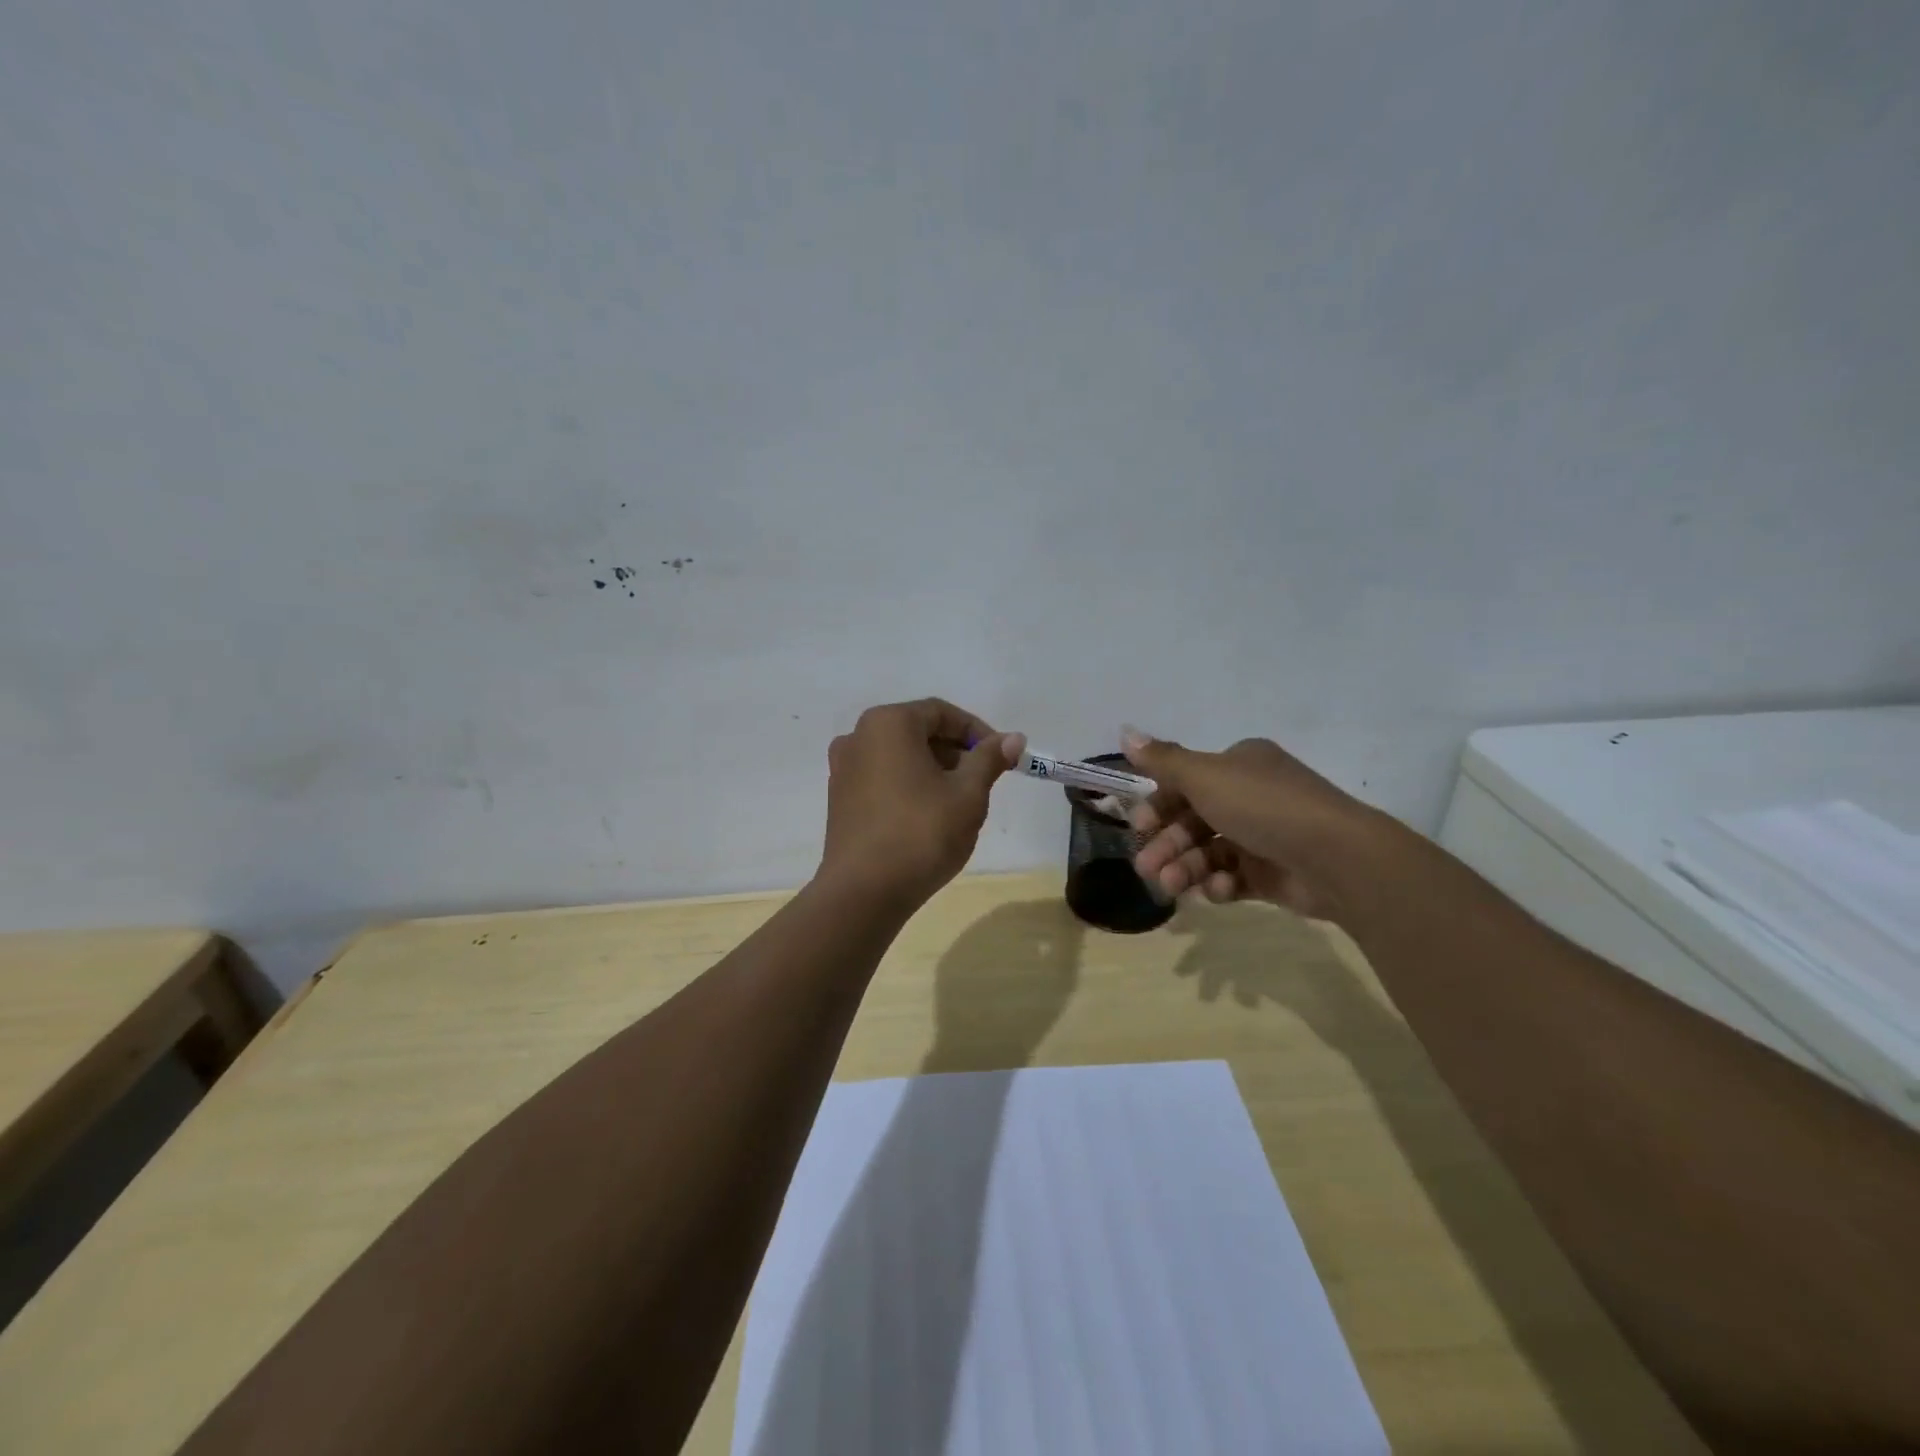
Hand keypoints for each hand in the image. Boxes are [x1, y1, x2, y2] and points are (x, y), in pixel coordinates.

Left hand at [820, 699, 1024, 907]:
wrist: (863, 892)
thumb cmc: (922, 833)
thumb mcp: (968, 794)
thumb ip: (989, 759)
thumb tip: (1013, 738)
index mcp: (888, 723)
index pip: (942, 713)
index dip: (977, 731)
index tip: (1002, 757)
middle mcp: (858, 736)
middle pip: (918, 732)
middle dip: (956, 752)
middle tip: (985, 781)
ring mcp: (844, 769)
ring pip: (900, 756)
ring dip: (934, 770)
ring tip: (960, 802)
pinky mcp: (840, 799)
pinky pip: (882, 778)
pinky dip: (909, 785)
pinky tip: (929, 816)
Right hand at [1121, 728, 1377, 922]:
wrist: (1336, 857)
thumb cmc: (1263, 807)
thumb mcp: (1205, 777)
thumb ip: (1163, 761)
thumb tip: (1125, 731)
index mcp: (1238, 766)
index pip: (1186, 782)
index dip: (1159, 803)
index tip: (1139, 824)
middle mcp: (1250, 796)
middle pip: (1193, 820)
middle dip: (1167, 844)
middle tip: (1146, 868)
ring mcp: (1263, 836)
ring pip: (1209, 852)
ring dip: (1186, 867)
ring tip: (1172, 886)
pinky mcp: (1273, 873)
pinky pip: (1234, 878)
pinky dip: (1220, 884)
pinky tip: (1218, 891)